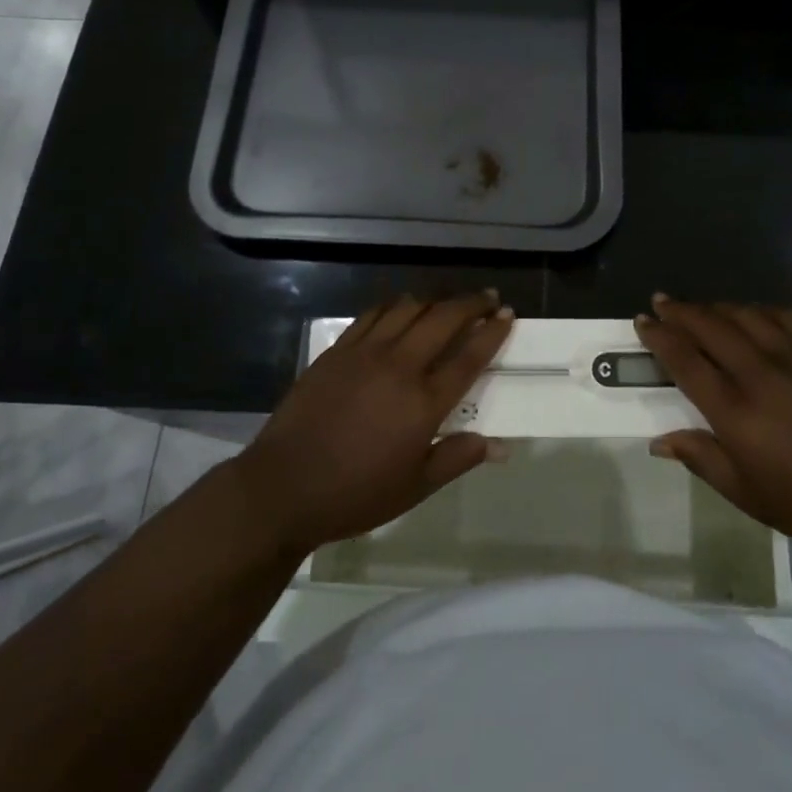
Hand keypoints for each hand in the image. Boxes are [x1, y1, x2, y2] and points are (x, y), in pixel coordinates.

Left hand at [237, 292, 513, 554]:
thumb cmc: (355, 494)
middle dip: (471, 303)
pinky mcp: (338, 350)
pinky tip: (401, 308)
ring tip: (448, 301)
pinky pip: (373, 314)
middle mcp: (400, 367)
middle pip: (444, 319)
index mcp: (424, 403)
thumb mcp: (414, 487)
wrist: (284, 487)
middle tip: (488, 298)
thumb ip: (457, 459)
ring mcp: (366, 353)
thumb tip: (499, 446)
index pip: (470, 356)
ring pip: (408, 308)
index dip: (492, 332)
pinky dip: (395, 305)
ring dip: (435, 299)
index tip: (507, 314)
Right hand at [635, 295, 791, 561]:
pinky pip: (783, 316)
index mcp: (735, 411)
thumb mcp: (747, 494)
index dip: (659, 336)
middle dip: (680, 311)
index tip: (642, 321)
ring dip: (715, 307)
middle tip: (661, 301)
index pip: (684, 360)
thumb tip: (659, 441)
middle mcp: (759, 372)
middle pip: (709, 326)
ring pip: (744, 314)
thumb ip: (702, 459)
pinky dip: (758, 310)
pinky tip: (753, 315)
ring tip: (700, 308)